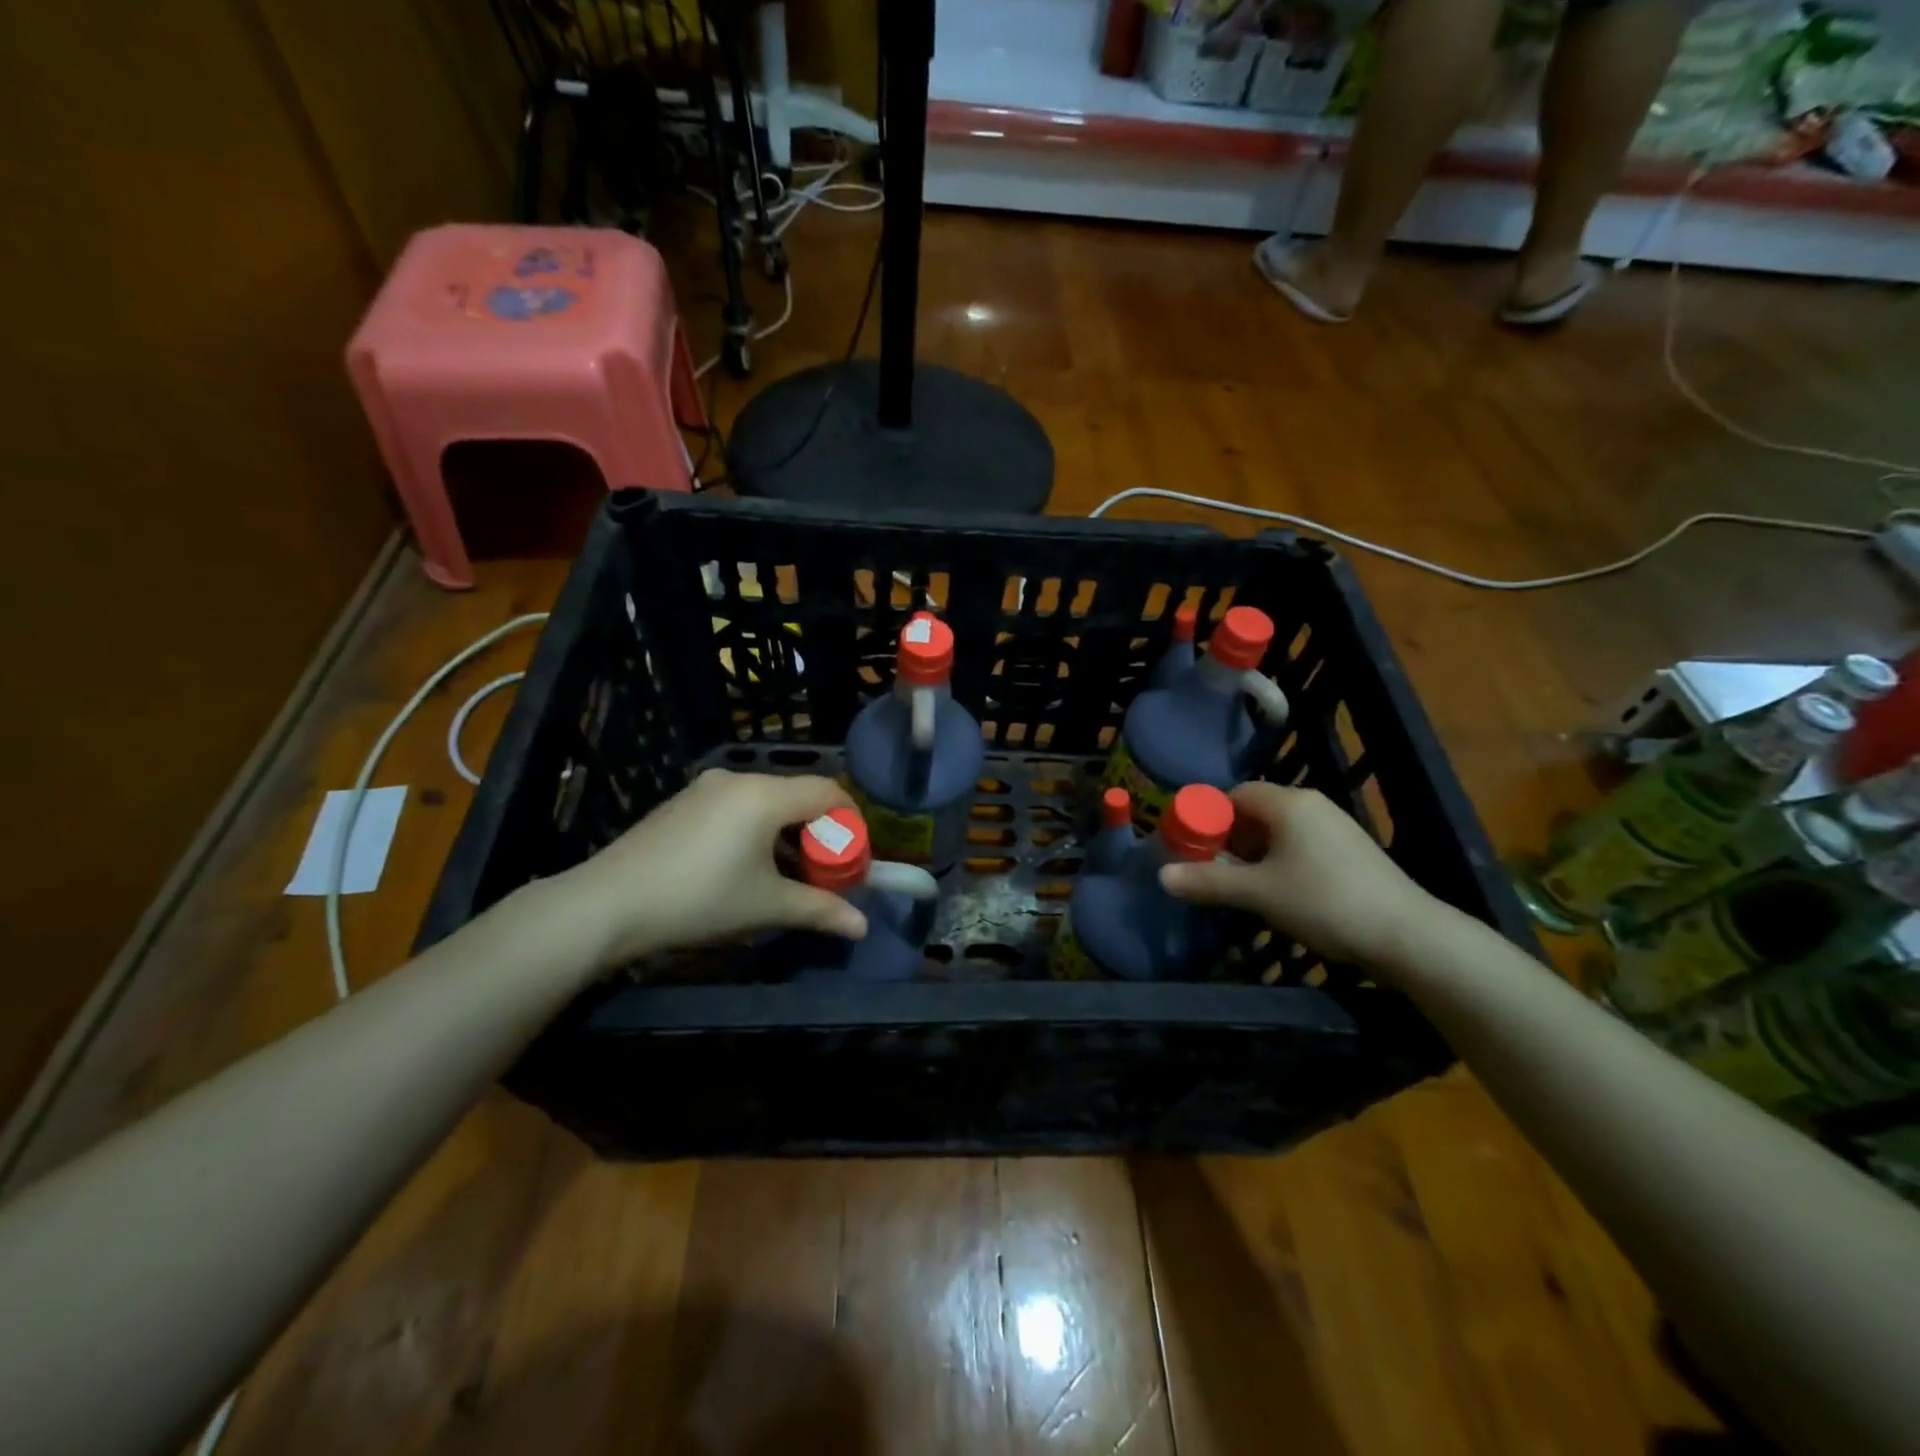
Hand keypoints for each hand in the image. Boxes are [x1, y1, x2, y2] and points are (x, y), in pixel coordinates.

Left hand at [559, 770, 868, 966]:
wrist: (608, 904)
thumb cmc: (699, 899)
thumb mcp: (766, 906)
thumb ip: (819, 910)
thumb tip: (862, 927)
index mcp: (764, 795)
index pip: (827, 791)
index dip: (850, 821)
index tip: (855, 855)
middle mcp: (738, 780)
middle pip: (797, 795)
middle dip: (818, 831)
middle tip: (823, 870)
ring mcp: (705, 789)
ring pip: (765, 801)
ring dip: (786, 832)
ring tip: (787, 873)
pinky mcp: (683, 803)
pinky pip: (736, 806)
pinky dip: (756, 829)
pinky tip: (744, 866)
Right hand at [1158, 783, 1437, 968]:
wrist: (1408, 936)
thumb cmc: (1324, 902)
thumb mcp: (1258, 893)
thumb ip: (1208, 882)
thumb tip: (1161, 877)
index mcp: (1289, 803)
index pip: (1234, 794)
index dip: (1207, 817)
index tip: (1190, 846)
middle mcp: (1312, 805)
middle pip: (1255, 811)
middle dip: (1227, 838)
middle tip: (1208, 869)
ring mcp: (1336, 828)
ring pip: (1278, 831)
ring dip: (1252, 853)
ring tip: (1237, 885)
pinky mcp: (1351, 852)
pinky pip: (1300, 845)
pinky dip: (1278, 861)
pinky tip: (1276, 892)